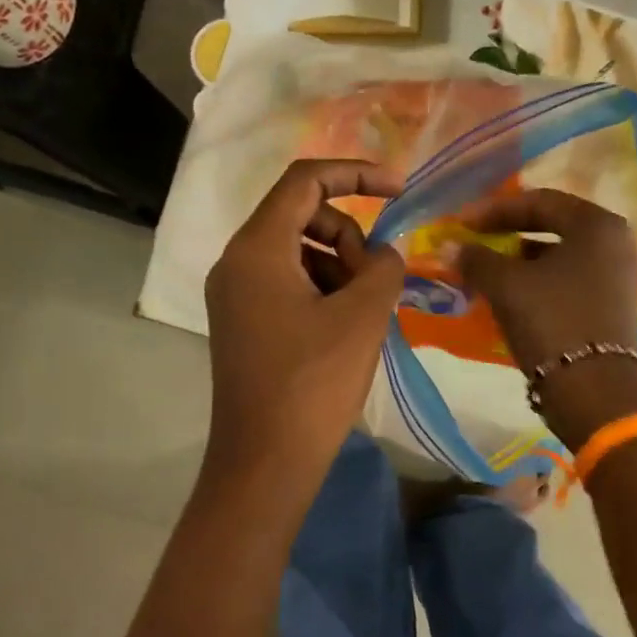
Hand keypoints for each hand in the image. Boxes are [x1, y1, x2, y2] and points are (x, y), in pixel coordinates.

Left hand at [204, 159, 405, 485]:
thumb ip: (384, 266)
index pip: (305, 181)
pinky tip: (346, 330)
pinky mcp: (245, 323)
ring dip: (341, 269)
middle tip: (377, 284)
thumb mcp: (363, 316)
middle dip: (351, 238)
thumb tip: (384, 255)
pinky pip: (289, 284)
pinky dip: (324, 292)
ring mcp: (237, 295)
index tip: (400, 190)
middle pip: (304, 217)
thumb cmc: (313, 384)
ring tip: (364, 315)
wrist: (266, 462)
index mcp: (257, 249)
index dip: (356, 173)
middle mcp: (237, 262)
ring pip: (300, 253)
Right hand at [457, 190, 636, 450]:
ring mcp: (618, 275)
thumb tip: (449, 245)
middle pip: (552, 226)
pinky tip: (510, 295)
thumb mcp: (506, 285)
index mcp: (597, 225)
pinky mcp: (612, 305)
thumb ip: (476, 258)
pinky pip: (568, 280)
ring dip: (520, 260)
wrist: (592, 392)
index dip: (494, 210)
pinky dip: (538, 281)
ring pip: (559, 256)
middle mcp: (615, 242)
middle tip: (473, 242)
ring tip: (486, 270)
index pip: (539, 201)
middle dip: (507, 234)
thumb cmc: (551, 323)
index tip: (462, 222)